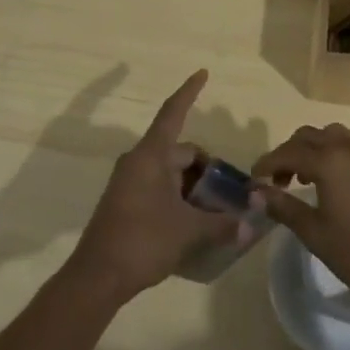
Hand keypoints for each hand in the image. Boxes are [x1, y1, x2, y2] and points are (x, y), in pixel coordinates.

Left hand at [67, 70, 237, 301]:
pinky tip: (197, 221)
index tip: (203, 73)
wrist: (98, 276)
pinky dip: (181, 197)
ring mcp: (130, 182)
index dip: (189, 92)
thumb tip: (252, 224)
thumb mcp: (189, 231)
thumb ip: (223, 224)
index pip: (173, 113)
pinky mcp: (127, 202)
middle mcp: (139, 162)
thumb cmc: (143, 241)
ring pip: (172, 173)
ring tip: (219, 212)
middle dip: (208, 169)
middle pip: (181, 152)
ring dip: (195, 187)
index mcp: (151, 156)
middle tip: (232, 194)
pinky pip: (161, 188)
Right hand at [252, 124, 349, 310]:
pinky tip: (338, 181)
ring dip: (314, 150)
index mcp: (330, 160)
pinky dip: (337, 153)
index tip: (254, 180)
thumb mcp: (316, 234)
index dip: (267, 164)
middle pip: (309, 136)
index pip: (288, 152)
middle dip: (289, 154)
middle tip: (278, 182)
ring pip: (334, 136)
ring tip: (306, 178)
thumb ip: (284, 207)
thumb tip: (257, 192)